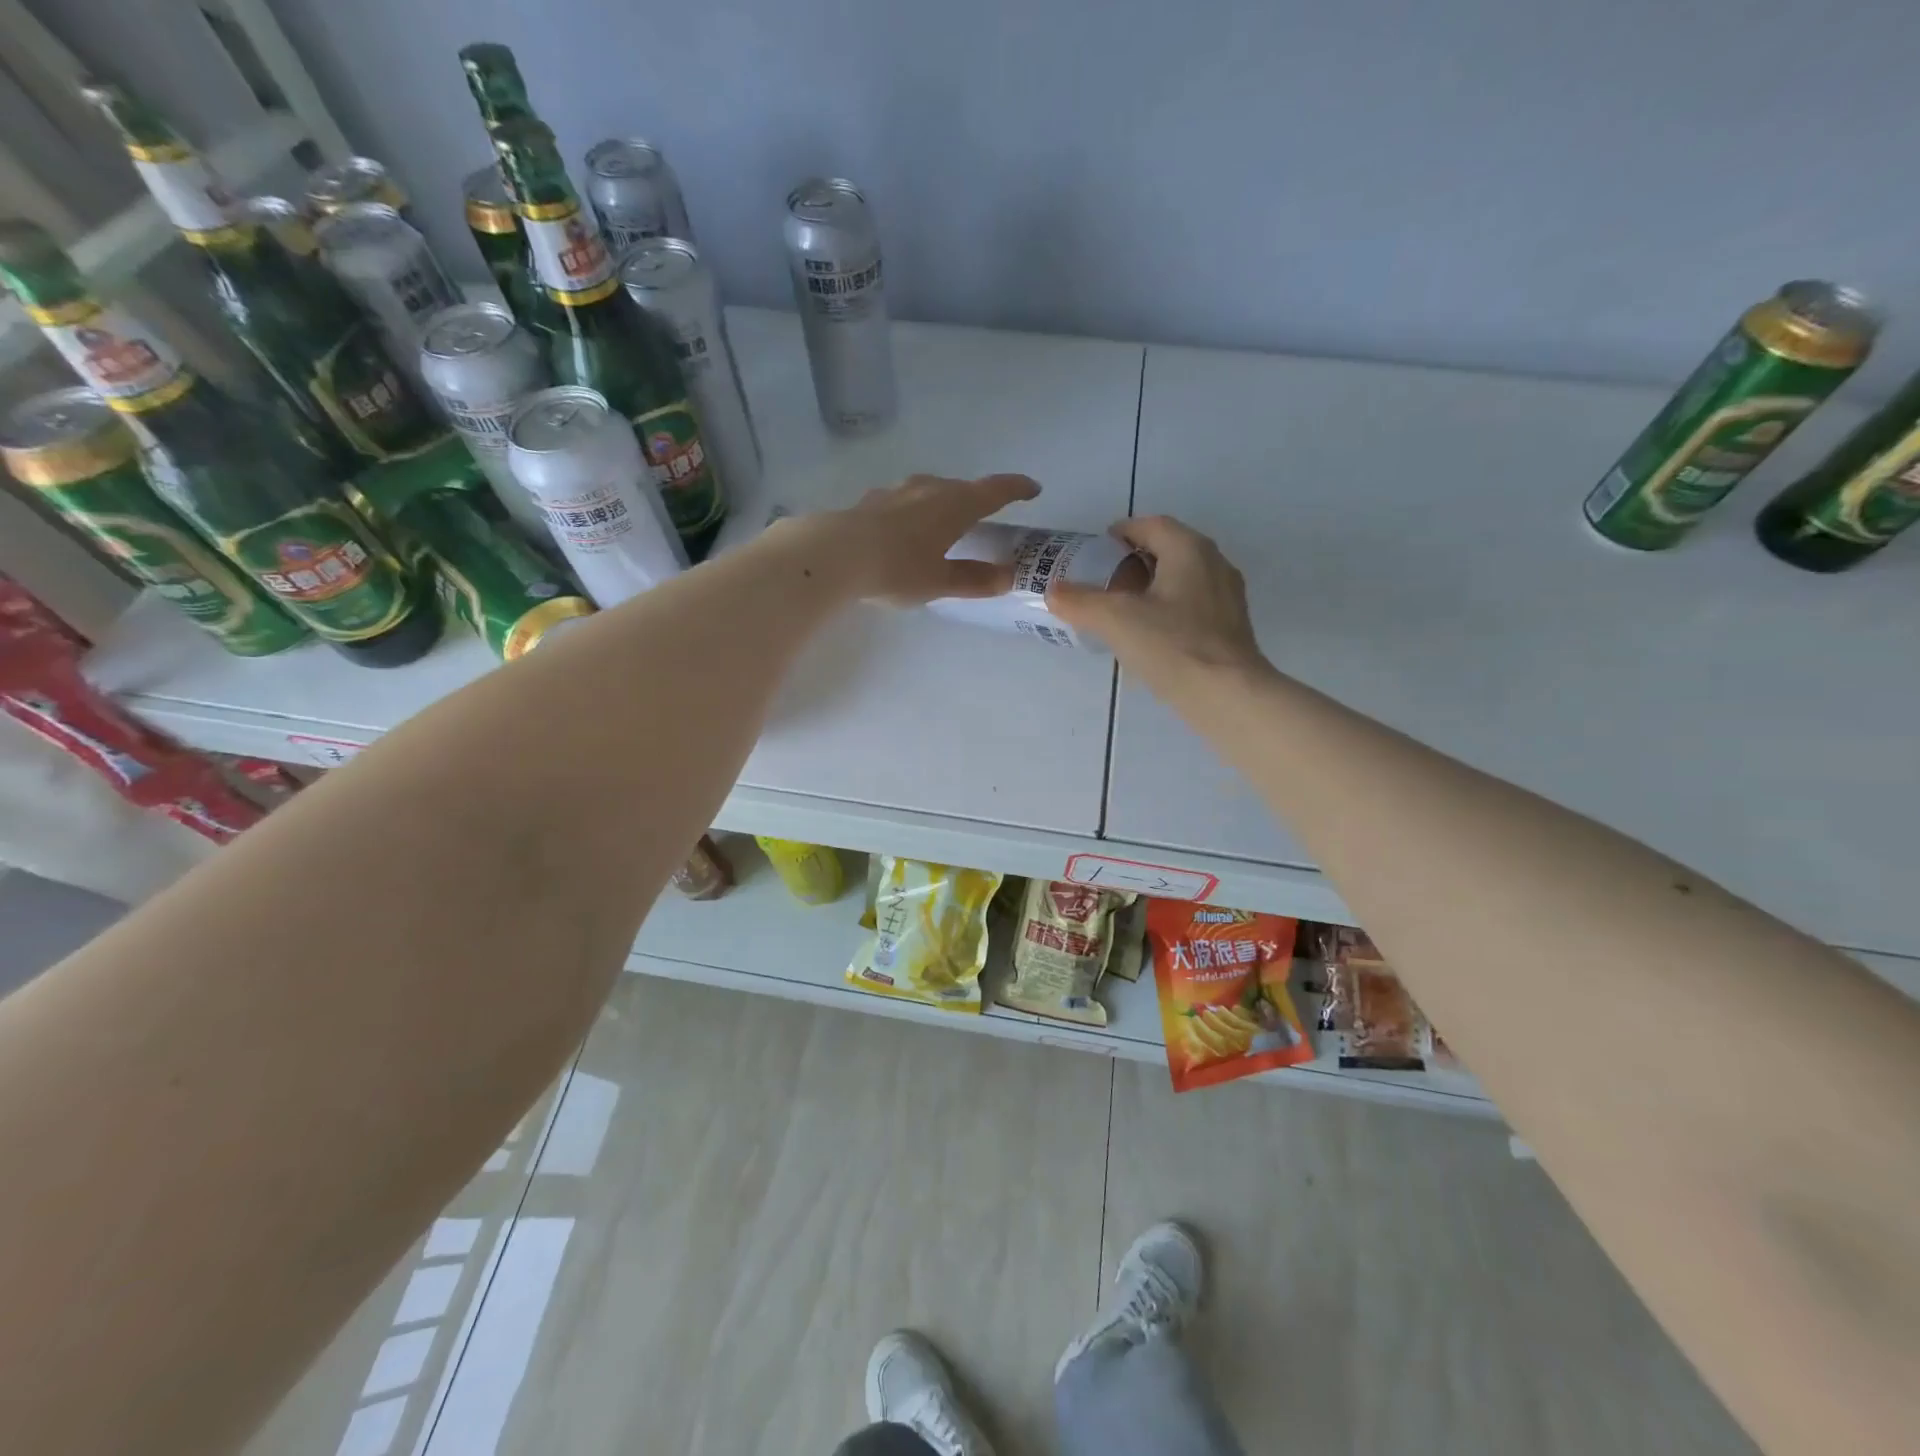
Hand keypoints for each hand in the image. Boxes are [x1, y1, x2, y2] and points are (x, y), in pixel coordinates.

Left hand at [817, 472, 1041, 604]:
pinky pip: (903, 501)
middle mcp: (929, 489)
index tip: (1032, 490)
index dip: (1016, 488)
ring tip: (945, 520)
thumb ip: (973, 579)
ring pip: (930, 490)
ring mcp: (897, 492)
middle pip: (961, 488)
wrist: (835, 555)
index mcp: (955, 505)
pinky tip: (904, 527)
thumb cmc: (897, 568)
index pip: (994, 490)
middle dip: (977, 498)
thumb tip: (1006, 578)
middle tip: (986, 514)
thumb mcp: (939, 581)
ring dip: (943, 501)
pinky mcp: (871, 502)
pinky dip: (914, 511)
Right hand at [1047, 515, 1267, 694]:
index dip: (1121, 532)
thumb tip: (1052, 591)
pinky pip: (1192, 604)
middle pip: (1168, 549)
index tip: (1096, 550)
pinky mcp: (1230, 626)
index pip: (1151, 525)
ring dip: (1151, 586)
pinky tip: (1149, 635)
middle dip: (1134, 560)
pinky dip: (1167, 609)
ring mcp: (1227, 596)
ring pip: (1182, 578)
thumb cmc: (1172, 646)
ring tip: (1122, 609)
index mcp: (1189, 549)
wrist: (1226, 695)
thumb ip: (1080, 601)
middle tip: (1103, 580)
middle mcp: (1214, 563)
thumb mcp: (1115, 620)